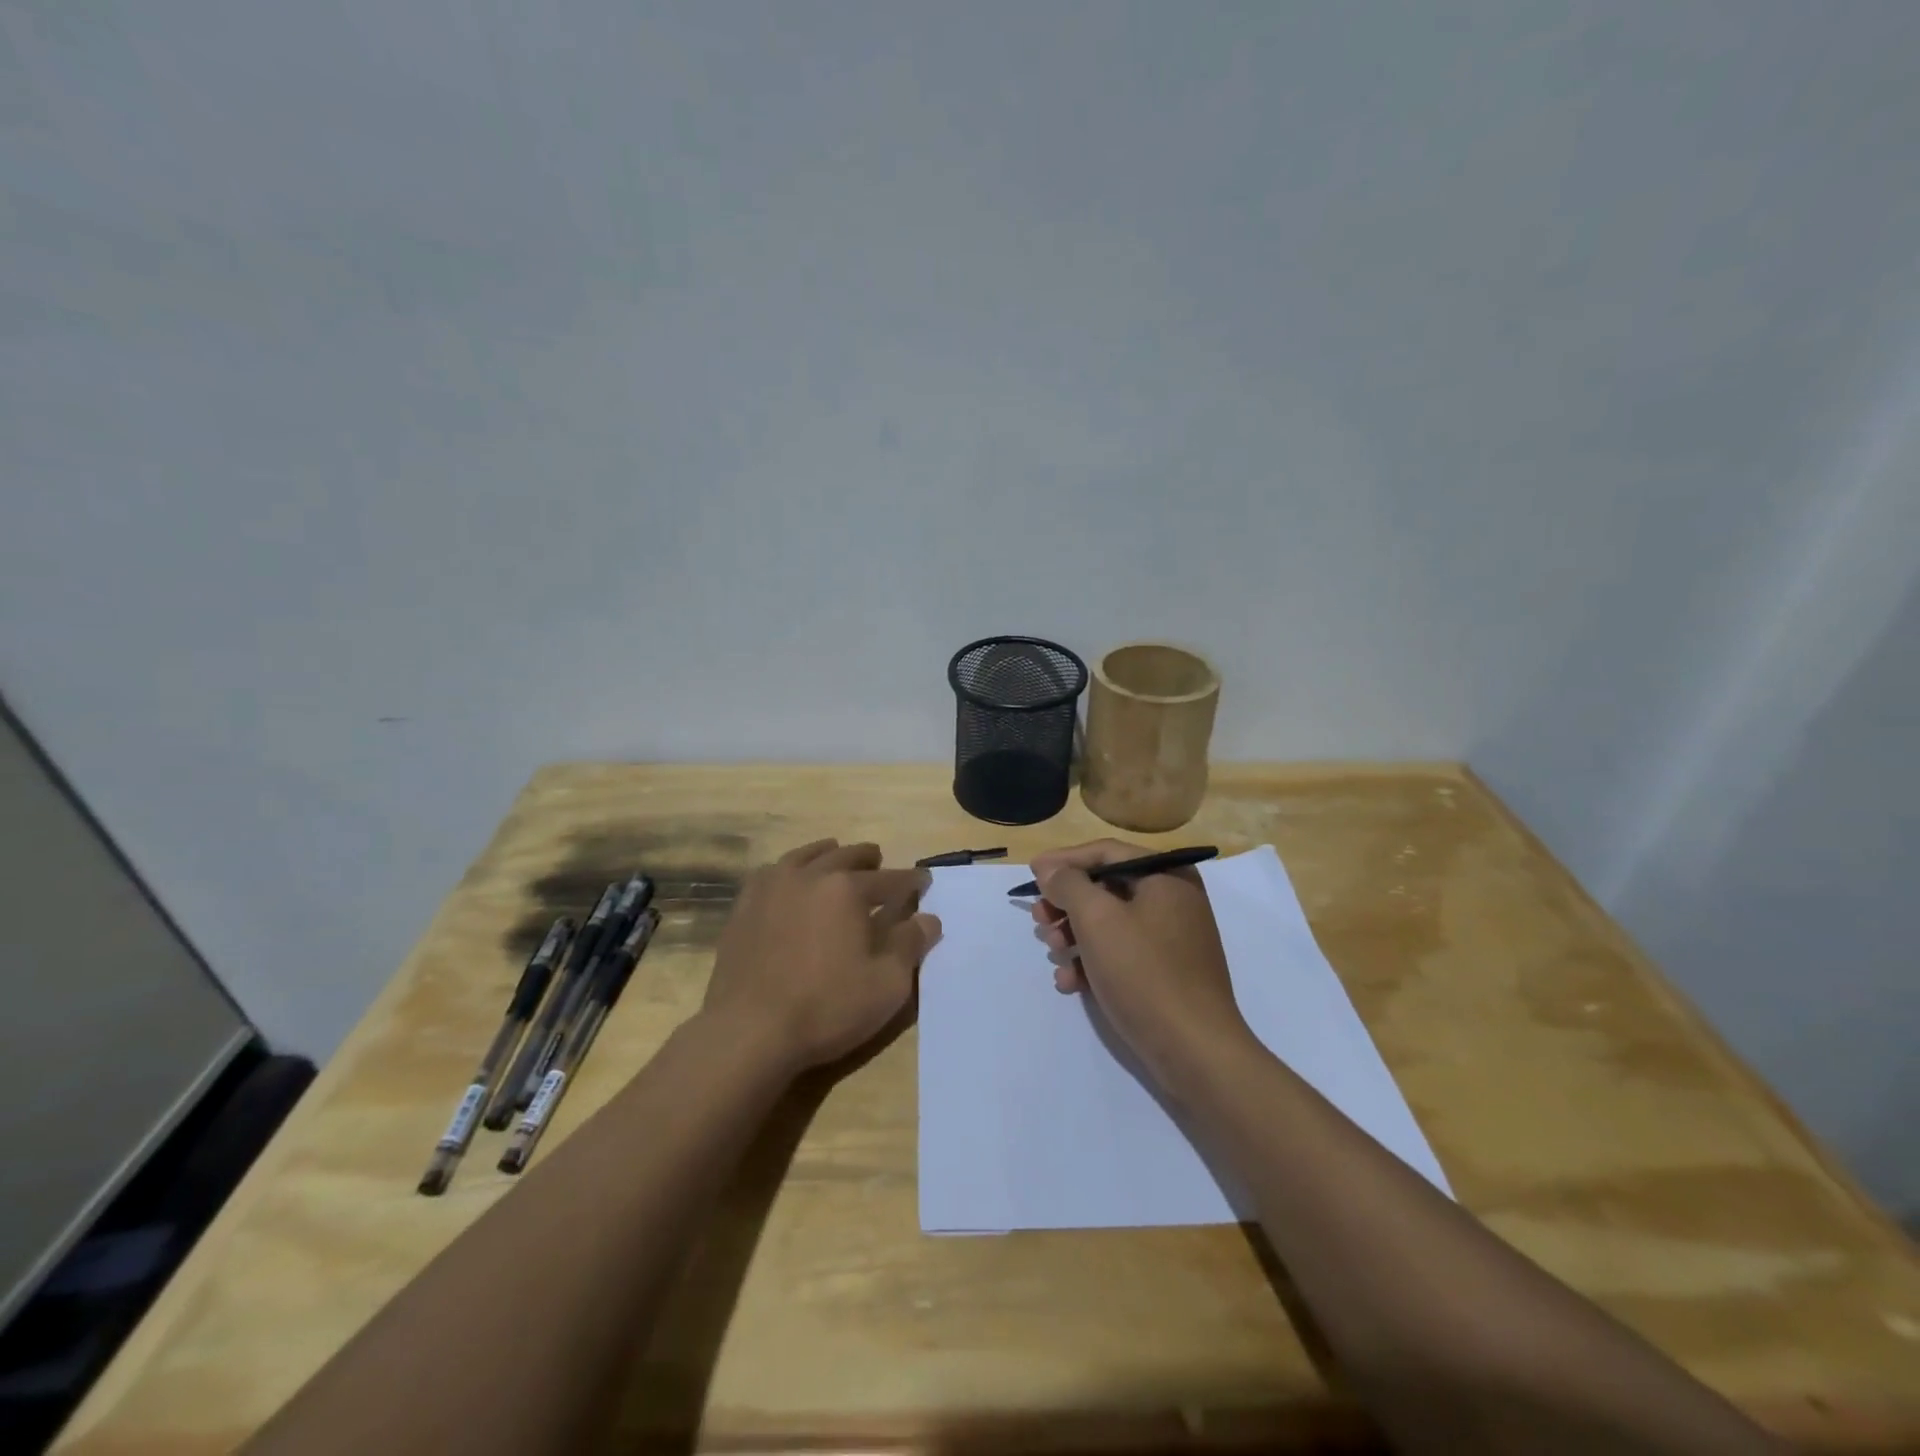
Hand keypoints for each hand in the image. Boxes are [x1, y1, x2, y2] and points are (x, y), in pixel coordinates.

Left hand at [704, 839, 941, 1074]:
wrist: (749, 1031)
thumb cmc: (826, 1008)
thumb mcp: (886, 985)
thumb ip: (910, 945)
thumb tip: (929, 919)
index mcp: (847, 890)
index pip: (890, 880)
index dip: (911, 881)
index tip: (924, 881)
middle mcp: (810, 876)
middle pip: (846, 856)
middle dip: (868, 859)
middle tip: (878, 861)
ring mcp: (772, 887)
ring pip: (806, 855)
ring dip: (828, 853)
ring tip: (837, 855)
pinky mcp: (744, 906)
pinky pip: (772, 872)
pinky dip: (789, 868)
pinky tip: (790, 878)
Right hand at [1029, 839, 1253, 1095]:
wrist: (1194, 1051)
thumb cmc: (1144, 973)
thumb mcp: (1097, 919)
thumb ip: (1068, 884)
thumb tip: (1050, 869)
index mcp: (1166, 876)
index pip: (1105, 853)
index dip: (1064, 861)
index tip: (1031, 875)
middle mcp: (1173, 899)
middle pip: (1105, 887)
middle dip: (1067, 904)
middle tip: (1039, 921)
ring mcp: (1171, 938)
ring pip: (1109, 922)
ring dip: (1074, 935)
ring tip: (1054, 953)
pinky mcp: (1165, 972)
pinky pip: (1121, 953)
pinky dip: (1092, 962)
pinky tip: (1070, 982)